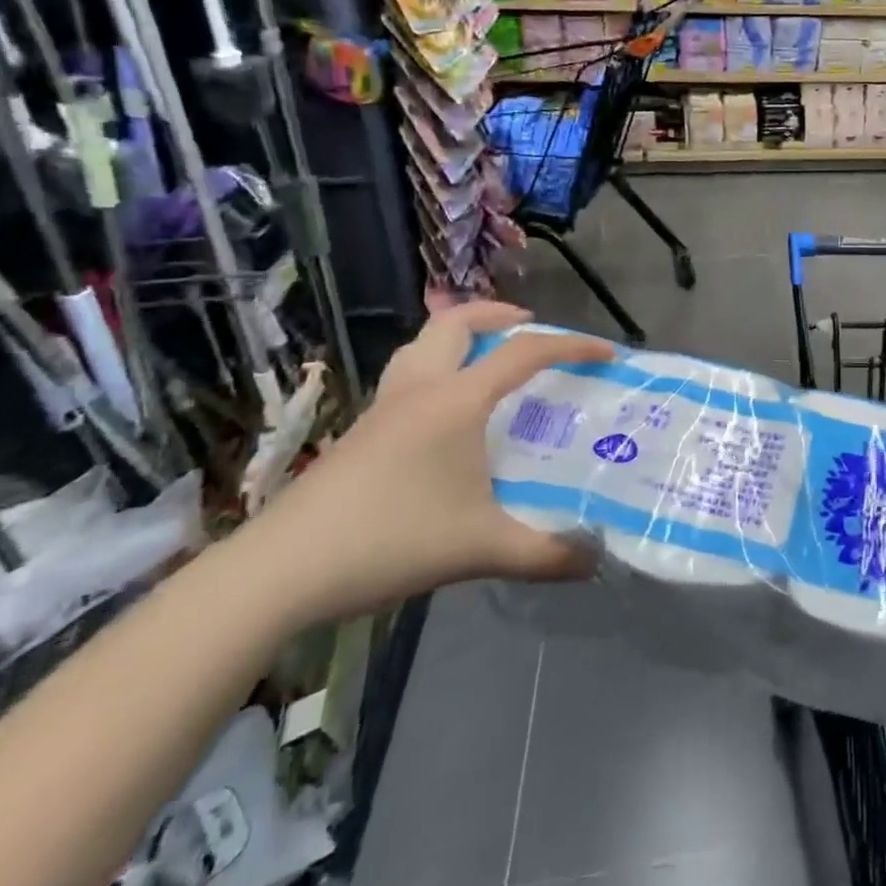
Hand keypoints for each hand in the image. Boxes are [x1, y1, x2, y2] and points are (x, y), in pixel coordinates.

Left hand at [247, 302, 612, 625]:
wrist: (279, 571)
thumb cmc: (390, 541)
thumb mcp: (481, 550)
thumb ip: (545, 554)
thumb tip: (595, 560)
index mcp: (455, 401)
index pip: (524, 353)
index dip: (572, 346)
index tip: (607, 353)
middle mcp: (419, 389)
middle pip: (457, 321)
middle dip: (499, 314)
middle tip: (531, 330)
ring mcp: (382, 407)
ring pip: (422, 343)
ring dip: (460, 335)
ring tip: (487, 358)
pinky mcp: (359, 432)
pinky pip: (406, 374)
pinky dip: (436, 368)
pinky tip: (444, 414)